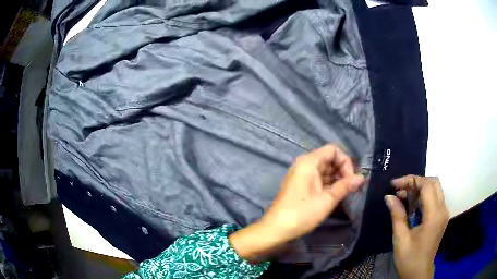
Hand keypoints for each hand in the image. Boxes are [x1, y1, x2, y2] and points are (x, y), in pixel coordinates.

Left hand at [229, 144, 364, 260]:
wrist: (276, 229)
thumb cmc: (302, 213)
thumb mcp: (327, 199)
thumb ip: (345, 186)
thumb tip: (362, 177)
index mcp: (309, 162)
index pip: (333, 150)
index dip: (345, 162)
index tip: (351, 179)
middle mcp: (304, 164)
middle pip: (330, 159)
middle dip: (343, 171)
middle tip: (352, 187)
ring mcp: (302, 175)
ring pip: (325, 171)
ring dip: (338, 179)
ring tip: (346, 193)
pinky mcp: (301, 186)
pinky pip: (319, 180)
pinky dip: (329, 185)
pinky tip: (336, 196)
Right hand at [385, 176, 448, 278]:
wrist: (418, 273)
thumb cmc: (409, 258)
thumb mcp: (400, 238)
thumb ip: (397, 215)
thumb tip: (389, 197)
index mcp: (434, 215)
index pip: (427, 186)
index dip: (411, 181)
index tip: (394, 184)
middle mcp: (443, 210)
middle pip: (434, 182)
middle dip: (416, 181)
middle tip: (400, 189)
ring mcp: (443, 213)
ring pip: (435, 188)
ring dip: (420, 187)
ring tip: (404, 196)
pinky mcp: (441, 217)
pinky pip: (435, 198)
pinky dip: (424, 196)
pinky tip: (412, 205)